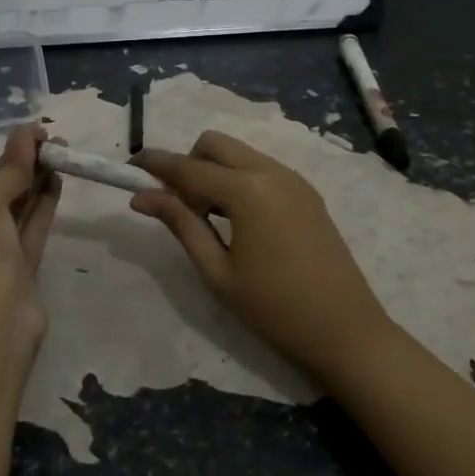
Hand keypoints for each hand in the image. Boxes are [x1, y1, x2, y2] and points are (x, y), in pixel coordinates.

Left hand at [0, 125, 61, 348]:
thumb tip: (27, 133)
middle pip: (0, 194)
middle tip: (56, 143)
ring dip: (38, 183)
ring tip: (61, 156)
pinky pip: (33, 230)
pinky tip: (58, 182)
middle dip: (25, 167)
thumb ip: (8, 170)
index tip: (37, 135)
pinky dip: (45, 206)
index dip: (10, 155)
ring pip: (19, 211)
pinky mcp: (23, 271)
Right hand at [131, 132, 390, 381]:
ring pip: (239, 153)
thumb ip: (181, 224)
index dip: (155, 165)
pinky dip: (238, 179)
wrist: (346, 331)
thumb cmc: (274, 308)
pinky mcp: (307, 192)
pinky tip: (238, 220)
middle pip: (214, 144)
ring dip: (214, 171)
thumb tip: (142, 197)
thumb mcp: (217, 270)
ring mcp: (293, 179)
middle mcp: (270, 171)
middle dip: (188, 163)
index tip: (128, 168)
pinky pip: (261, 168)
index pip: (188, 167)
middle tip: (179, 206)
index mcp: (247, 190)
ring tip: (209, 218)